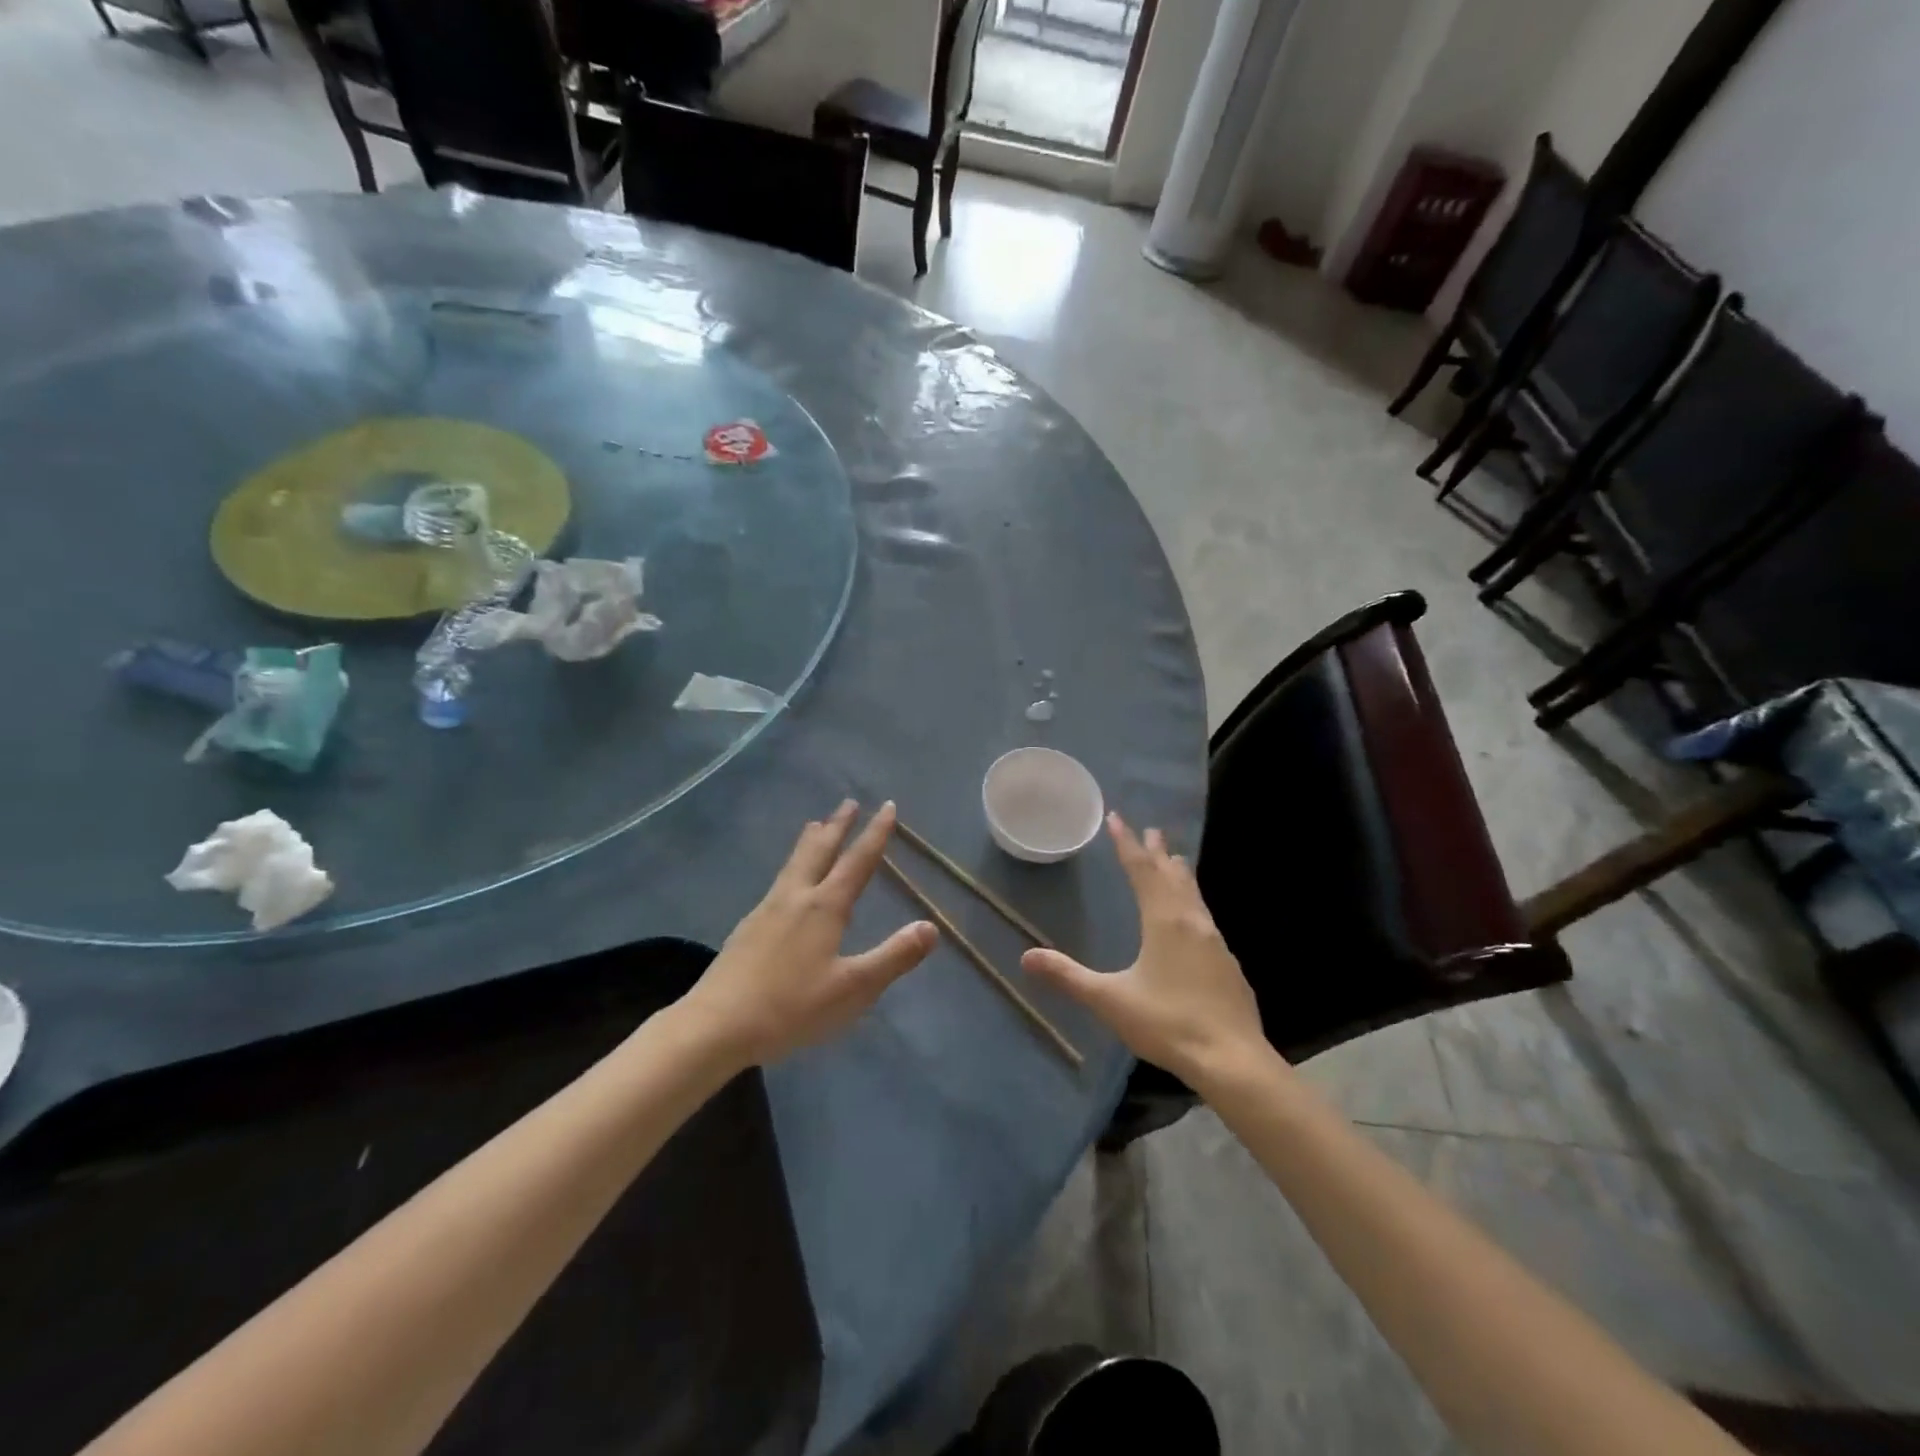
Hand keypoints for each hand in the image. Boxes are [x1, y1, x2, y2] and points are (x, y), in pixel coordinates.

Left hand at [682, 801, 937, 1067]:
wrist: (716, 1025)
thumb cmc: (791, 1008)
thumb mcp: (853, 988)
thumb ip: (894, 956)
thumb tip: (931, 926)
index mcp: (825, 907)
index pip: (858, 861)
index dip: (875, 833)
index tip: (887, 806)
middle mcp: (796, 897)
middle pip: (820, 851)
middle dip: (838, 825)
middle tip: (849, 802)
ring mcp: (766, 910)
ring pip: (794, 863)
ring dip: (811, 840)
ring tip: (816, 825)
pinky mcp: (747, 927)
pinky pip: (779, 880)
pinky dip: (793, 864)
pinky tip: (787, 882)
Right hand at [1022, 813, 1265, 1087]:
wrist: (1232, 1060)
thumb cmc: (1167, 1023)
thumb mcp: (1110, 1000)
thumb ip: (1068, 977)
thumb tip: (1026, 957)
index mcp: (1163, 921)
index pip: (1141, 870)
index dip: (1126, 843)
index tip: (1117, 818)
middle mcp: (1192, 921)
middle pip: (1172, 875)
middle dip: (1157, 852)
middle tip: (1151, 829)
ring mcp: (1215, 942)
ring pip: (1194, 894)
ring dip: (1180, 873)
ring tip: (1175, 859)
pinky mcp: (1228, 963)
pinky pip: (1205, 916)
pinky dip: (1193, 900)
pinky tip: (1194, 917)